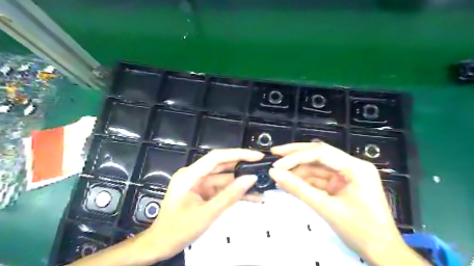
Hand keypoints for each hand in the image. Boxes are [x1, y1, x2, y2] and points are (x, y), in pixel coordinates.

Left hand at [143, 148, 264, 262]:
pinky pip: (221, 189)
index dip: (238, 154)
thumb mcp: (206, 214)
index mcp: (189, 175)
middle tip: (263, 166)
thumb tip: (251, 179)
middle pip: (222, 165)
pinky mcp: (203, 192)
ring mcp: (199, 183)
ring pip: (224, 178)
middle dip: (242, 166)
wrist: (160, 245)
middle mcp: (194, 175)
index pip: (216, 157)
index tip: (256, 156)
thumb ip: (229, 196)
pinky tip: (251, 196)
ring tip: (261, 184)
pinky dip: (234, 192)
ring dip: (241, 182)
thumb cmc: (177, 230)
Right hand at [270, 143, 411, 262]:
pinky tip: (289, 182)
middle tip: (274, 153)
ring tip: (278, 173)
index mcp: (355, 167)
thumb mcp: (325, 208)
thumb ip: (298, 189)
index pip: (321, 153)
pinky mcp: (341, 184)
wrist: (382, 252)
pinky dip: (304, 180)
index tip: (277, 165)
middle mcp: (352, 165)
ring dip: (298, 170)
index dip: (296, 157)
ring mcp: (346, 174)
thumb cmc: (360, 231)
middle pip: (318, 153)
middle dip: (295, 154)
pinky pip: (319, 178)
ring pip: (317, 165)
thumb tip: (275, 174)